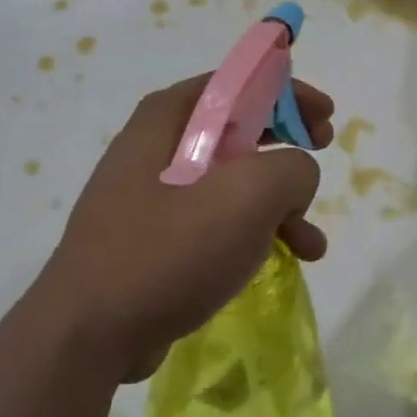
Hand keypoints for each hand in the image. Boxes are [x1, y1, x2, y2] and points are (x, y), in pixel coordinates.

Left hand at [38, 75, 333, 380]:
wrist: (90, 333)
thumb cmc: (168, 250)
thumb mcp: (247, 196)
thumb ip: (291, 168)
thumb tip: (295, 175)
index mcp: (168, 119)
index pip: (236, 83)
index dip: (286, 93)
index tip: (325, 118)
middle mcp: (155, 148)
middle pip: (236, 130)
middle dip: (286, 146)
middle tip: (322, 154)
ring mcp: (150, 196)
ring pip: (230, 182)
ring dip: (277, 204)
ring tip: (311, 243)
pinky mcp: (153, 239)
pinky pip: (214, 221)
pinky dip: (251, 233)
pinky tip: (281, 261)